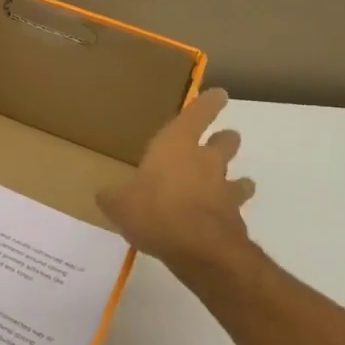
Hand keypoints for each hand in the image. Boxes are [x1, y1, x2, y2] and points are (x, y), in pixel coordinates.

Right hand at [97, 88, 255, 279]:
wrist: (199, 250)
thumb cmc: (155, 211)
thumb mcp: (119, 204)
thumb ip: (113, 197)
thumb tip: (104, 195)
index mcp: (177, 145)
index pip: (198, 114)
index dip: (209, 103)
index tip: (220, 95)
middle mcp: (206, 161)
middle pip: (226, 142)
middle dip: (225, 140)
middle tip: (221, 142)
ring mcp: (225, 190)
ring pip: (239, 178)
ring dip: (237, 181)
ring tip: (230, 187)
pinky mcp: (235, 219)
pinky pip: (234, 211)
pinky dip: (228, 215)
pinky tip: (216, 225)